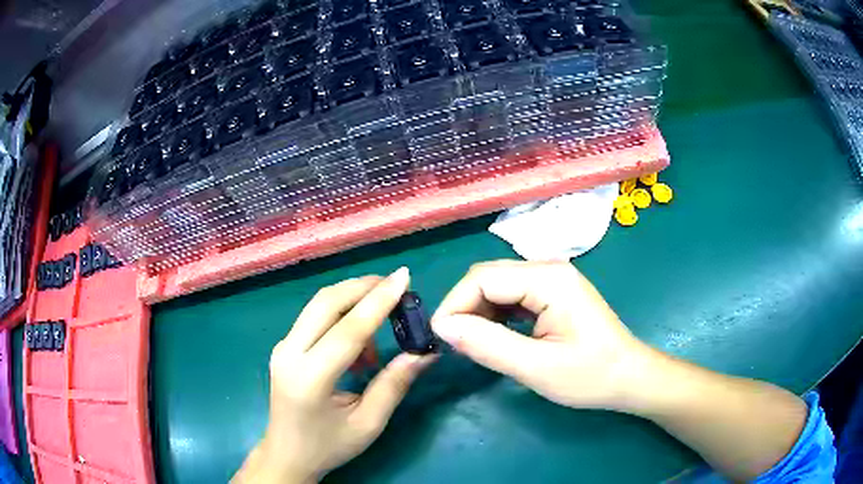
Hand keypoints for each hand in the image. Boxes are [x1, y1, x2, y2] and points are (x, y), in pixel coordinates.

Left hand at [234, 268, 435, 483]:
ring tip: (381, 328)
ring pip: (318, 305)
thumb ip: (395, 384)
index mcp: (310, 379)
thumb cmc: (329, 445)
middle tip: (396, 286)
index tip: (404, 276)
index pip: (347, 330)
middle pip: (326, 303)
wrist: (287, 454)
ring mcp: (282, 347)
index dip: (378, 301)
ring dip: (353, 301)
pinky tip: (359, 345)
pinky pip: (314, 317)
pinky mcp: (284, 346)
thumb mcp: (368, 423)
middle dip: (363, 287)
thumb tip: (425, 352)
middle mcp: (289, 354)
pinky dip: (341, 316)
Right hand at [432, 260, 650, 410]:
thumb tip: (442, 326)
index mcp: (548, 279)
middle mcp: (548, 268)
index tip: (442, 339)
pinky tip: (495, 336)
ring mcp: (553, 279)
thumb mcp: (536, 368)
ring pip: (498, 285)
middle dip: (465, 308)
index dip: (455, 305)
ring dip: (478, 312)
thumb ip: (487, 345)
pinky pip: (513, 295)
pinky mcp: (554, 293)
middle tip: (456, 345)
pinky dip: (496, 314)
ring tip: (473, 344)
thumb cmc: (590, 376)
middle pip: (488, 277)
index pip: (482, 278)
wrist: (629, 377)